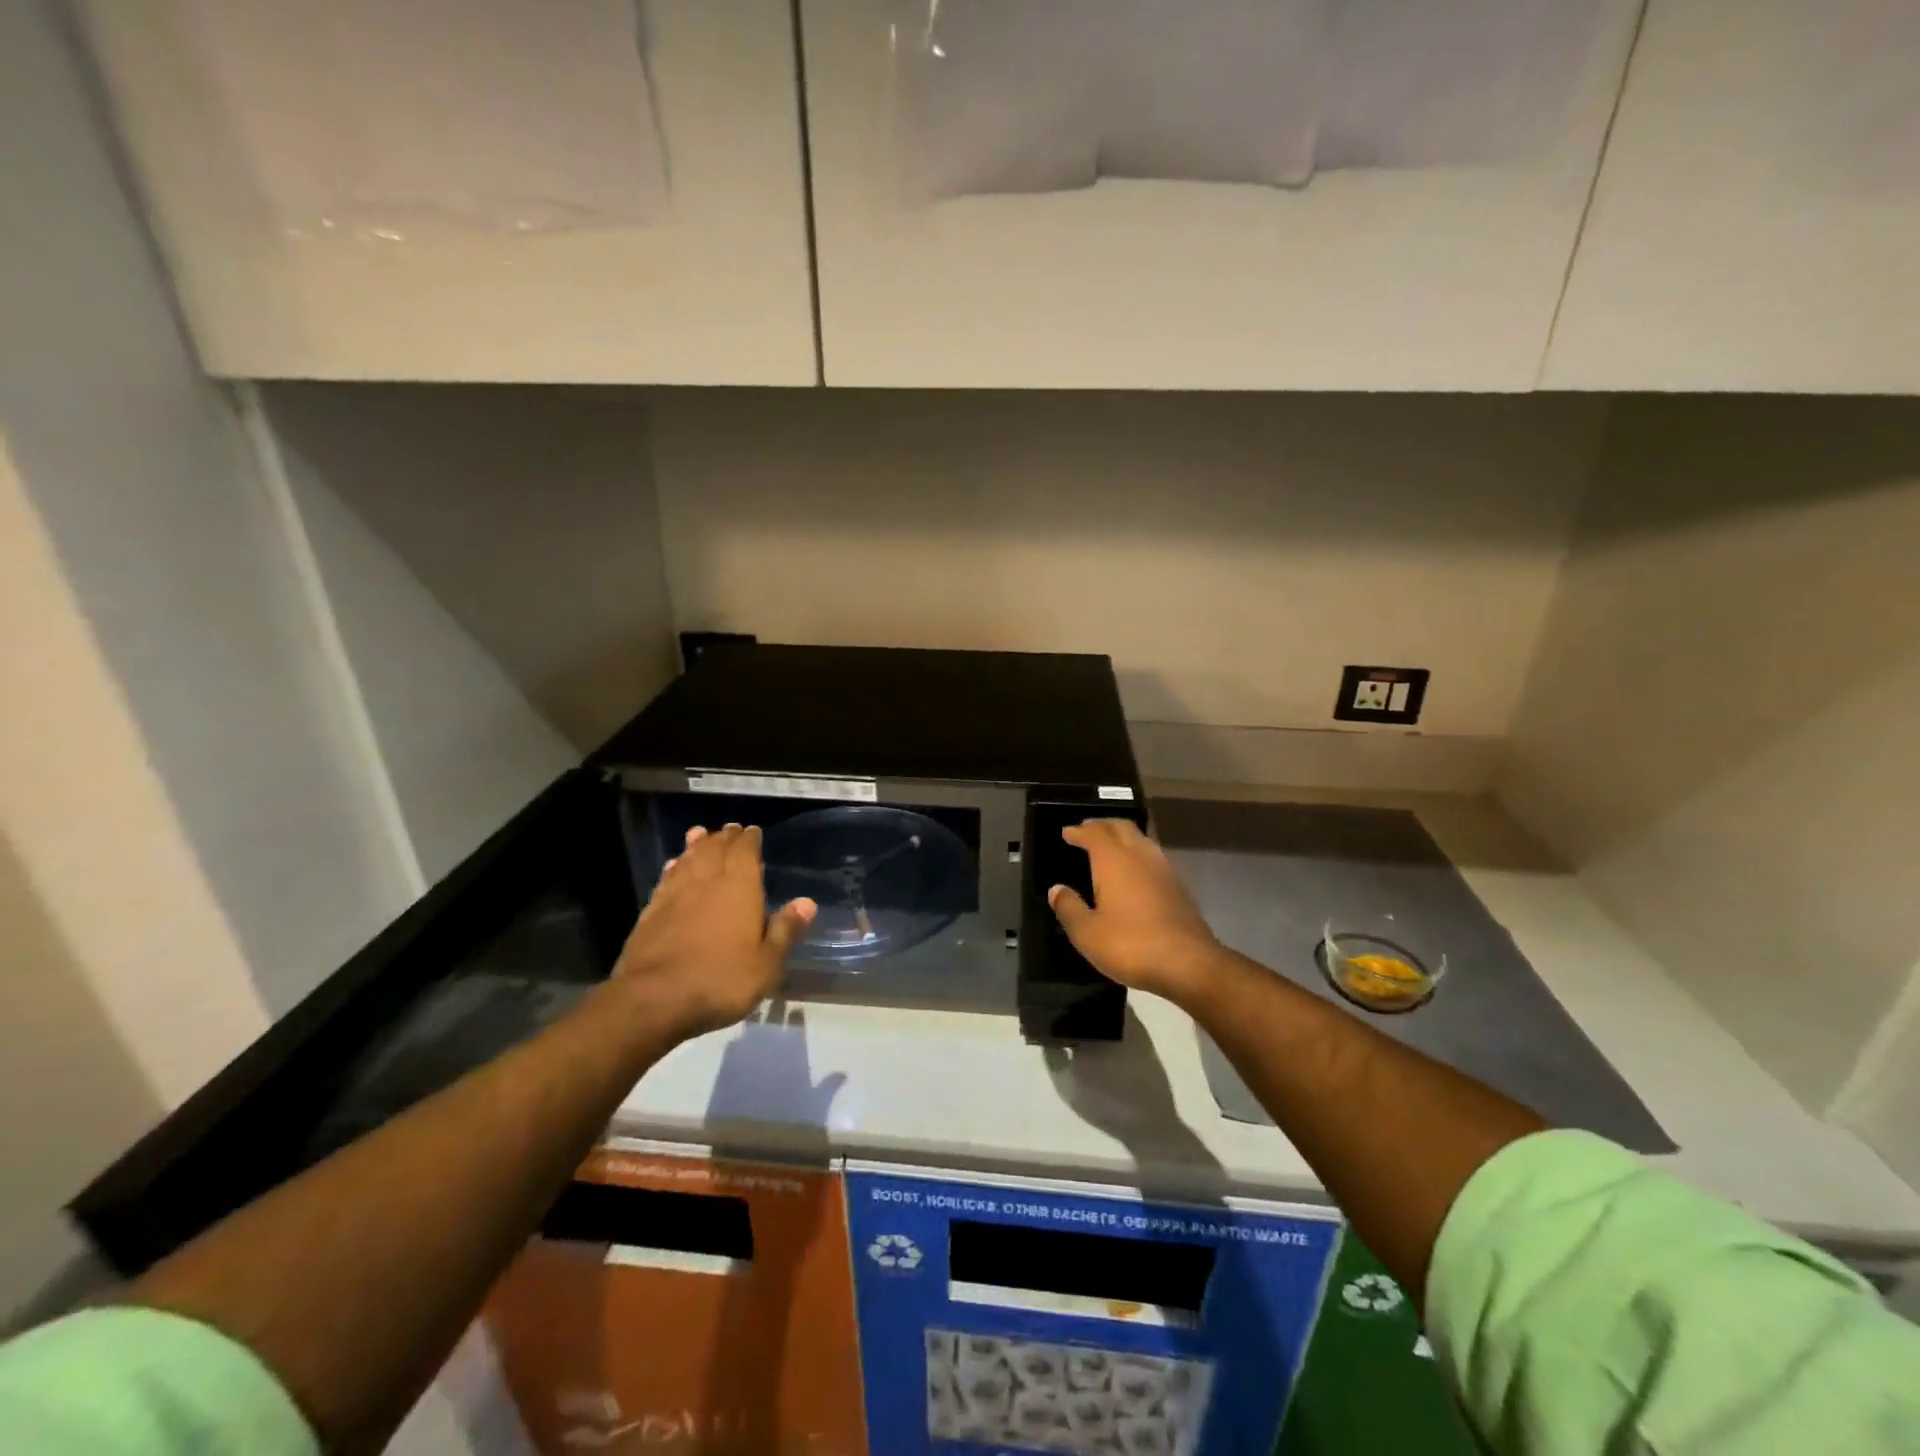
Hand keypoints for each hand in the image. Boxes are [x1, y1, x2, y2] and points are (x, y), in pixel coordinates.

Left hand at [612, 824, 815, 1040]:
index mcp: (739, 887)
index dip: (750, 839)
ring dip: (696, 845)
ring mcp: (675, 894)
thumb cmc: (721, 980)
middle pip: (715, 849)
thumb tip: (807, 903)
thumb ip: (785, 930)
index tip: (753, 831)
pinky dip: (674, 868)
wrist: (654, 999)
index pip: (745, 851)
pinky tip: (674, 866)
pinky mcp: (651, 912)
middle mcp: (707, 881)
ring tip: (700, 834)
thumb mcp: (766, 963)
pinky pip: (666, 879)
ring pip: (688, 859)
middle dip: (724, 838)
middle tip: (730, 829)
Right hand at [1047, 819, 1222, 1003]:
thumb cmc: (1131, 945)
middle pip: (1121, 827)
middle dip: (1102, 825)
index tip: (1067, 832)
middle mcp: (1139, 856)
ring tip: (1109, 846)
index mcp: (1114, 861)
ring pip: (1141, 839)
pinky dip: (1137, 853)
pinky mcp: (1178, 886)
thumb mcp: (1088, 933)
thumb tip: (1057, 890)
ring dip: (1122, 836)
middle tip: (1086, 831)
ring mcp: (1163, 869)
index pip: (1094, 833)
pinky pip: (1153, 856)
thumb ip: (1069, 908)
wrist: (1189, 963)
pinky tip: (1133, 872)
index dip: (1078, 831)